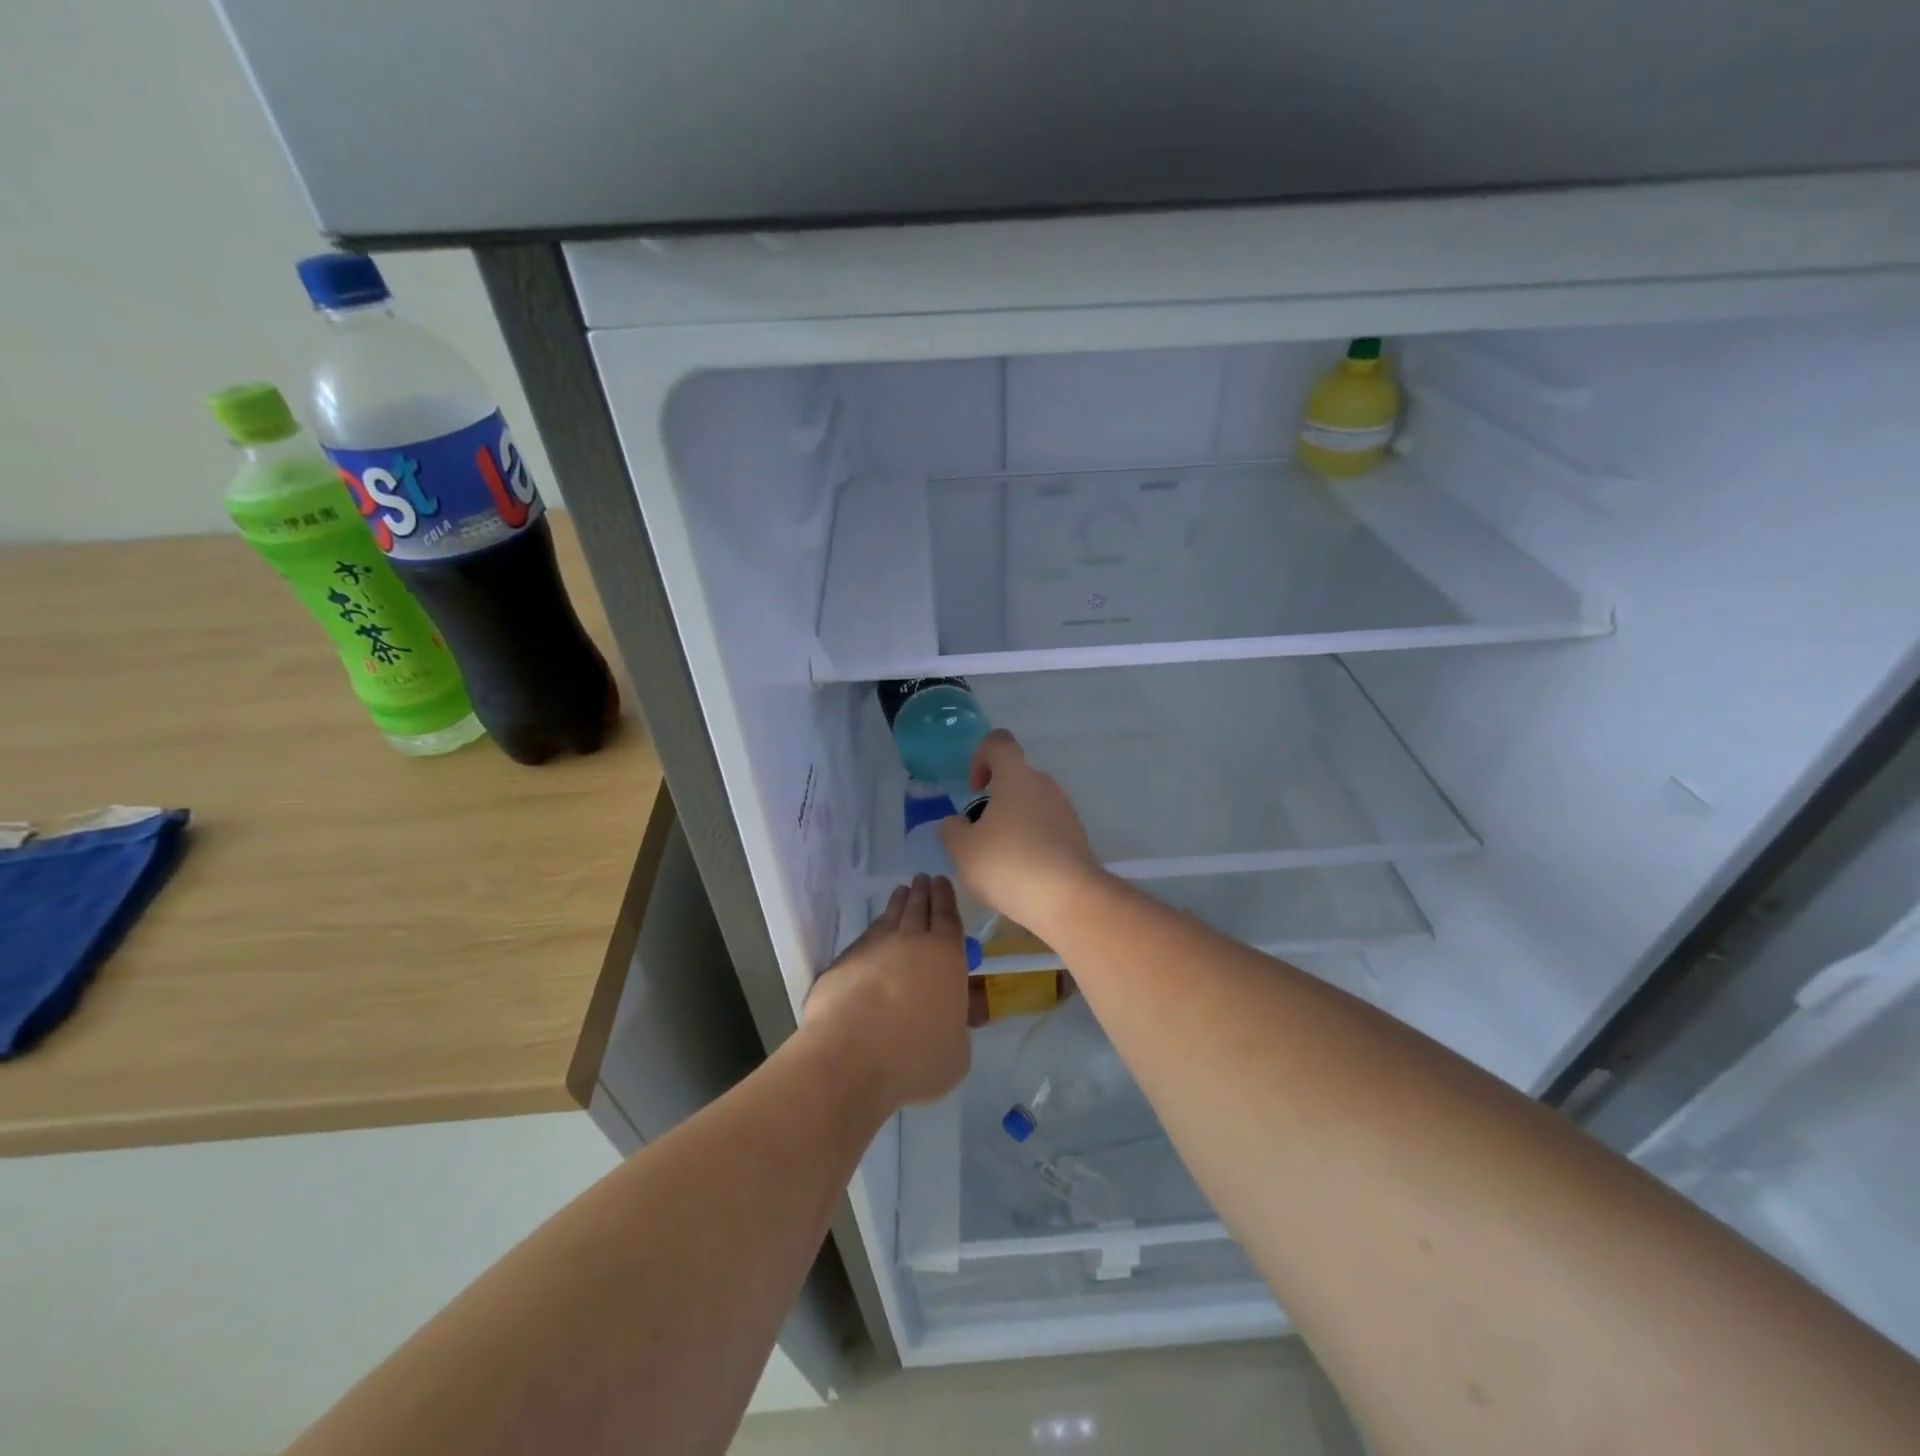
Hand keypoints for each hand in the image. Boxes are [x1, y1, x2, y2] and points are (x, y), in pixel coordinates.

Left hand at [803, 874, 970, 1109]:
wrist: (850, 1056)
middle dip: (923, 891)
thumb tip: (954, 1017)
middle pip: (918, 907)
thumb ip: (957, 1027)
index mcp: (946, 955)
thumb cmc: (916, 1056)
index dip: (946, 897)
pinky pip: (865, 938)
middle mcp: (911, 941)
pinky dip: (873, 931)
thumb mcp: (957, 1052)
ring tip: (901, 893)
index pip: (948, 916)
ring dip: (898, 903)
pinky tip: (873, 934)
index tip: (942, 881)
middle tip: (924, 879)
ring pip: (889, 917)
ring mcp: (873, 948)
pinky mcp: (843, 962)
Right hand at [939, 730, 1103, 941]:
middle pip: (1016, 779)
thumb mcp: (962, 850)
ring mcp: (1065, 812)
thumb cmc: (1009, 864)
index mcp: (1016, 776)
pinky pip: (1047, 833)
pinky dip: (1032, 847)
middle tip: (979, 837)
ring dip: (1013, 827)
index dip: (981, 757)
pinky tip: (1022, 879)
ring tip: (999, 864)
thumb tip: (957, 824)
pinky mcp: (1078, 840)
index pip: (999, 743)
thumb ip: (952, 830)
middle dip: (994, 803)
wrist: (1069, 899)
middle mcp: (1045, 786)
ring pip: (1032, 808)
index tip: (974, 789)